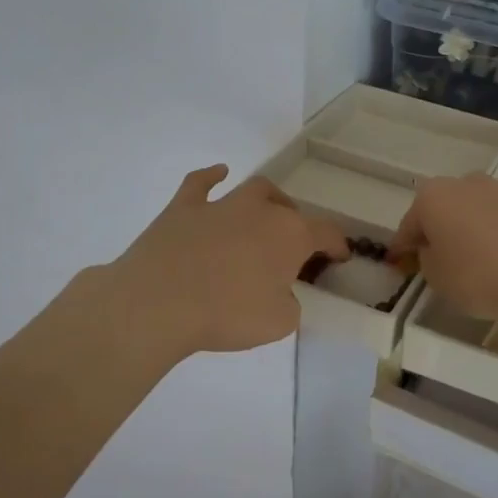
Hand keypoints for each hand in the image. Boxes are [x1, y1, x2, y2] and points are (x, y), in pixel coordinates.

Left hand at [108, 165, 348, 355]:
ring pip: (254, 190)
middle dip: (297, 227)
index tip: (340, 258)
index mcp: (290, 235)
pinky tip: (218, 174)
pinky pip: (201, 183)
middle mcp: (260, 211)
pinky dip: (211, 177)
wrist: (158, 302)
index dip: (337, 246)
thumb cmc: (226, 314)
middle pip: (289, 210)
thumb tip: (281, 294)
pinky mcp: (183, 208)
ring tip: (266, 214)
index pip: (326, 233)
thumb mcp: (278, 323)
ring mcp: (220, 204)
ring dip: (266, 201)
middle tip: (291, 251)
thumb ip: (289, 304)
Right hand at [388, 173, 497, 326]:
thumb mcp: (436, 277)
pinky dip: (491, 236)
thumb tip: (436, 249)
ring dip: (465, 231)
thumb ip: (427, 259)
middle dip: (435, 232)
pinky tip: (496, 260)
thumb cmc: (477, 276)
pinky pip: (497, 222)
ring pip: (470, 213)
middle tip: (434, 260)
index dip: (402, 247)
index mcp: (432, 195)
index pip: (408, 225)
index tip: (398, 264)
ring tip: (468, 262)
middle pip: (441, 210)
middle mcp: (464, 182)